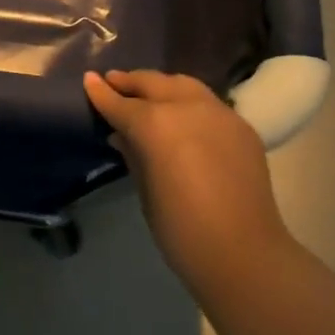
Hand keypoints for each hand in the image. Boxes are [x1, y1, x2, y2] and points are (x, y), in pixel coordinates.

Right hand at [83, 69, 295, 293]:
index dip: (101, 92)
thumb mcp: (145, 190)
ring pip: (184, 85)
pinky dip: (189, 102)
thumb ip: (133, 153)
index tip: (89, 80)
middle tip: (114, 81)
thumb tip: (122, 134)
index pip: (120, 103)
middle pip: (153, 83)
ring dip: (162, 86)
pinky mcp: (242, 125)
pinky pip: (209, 103)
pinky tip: (184, 115)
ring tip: (148, 92)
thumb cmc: (182, 230)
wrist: (245, 254)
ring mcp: (219, 112)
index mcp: (155, 124)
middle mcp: (187, 107)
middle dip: (131, 81)